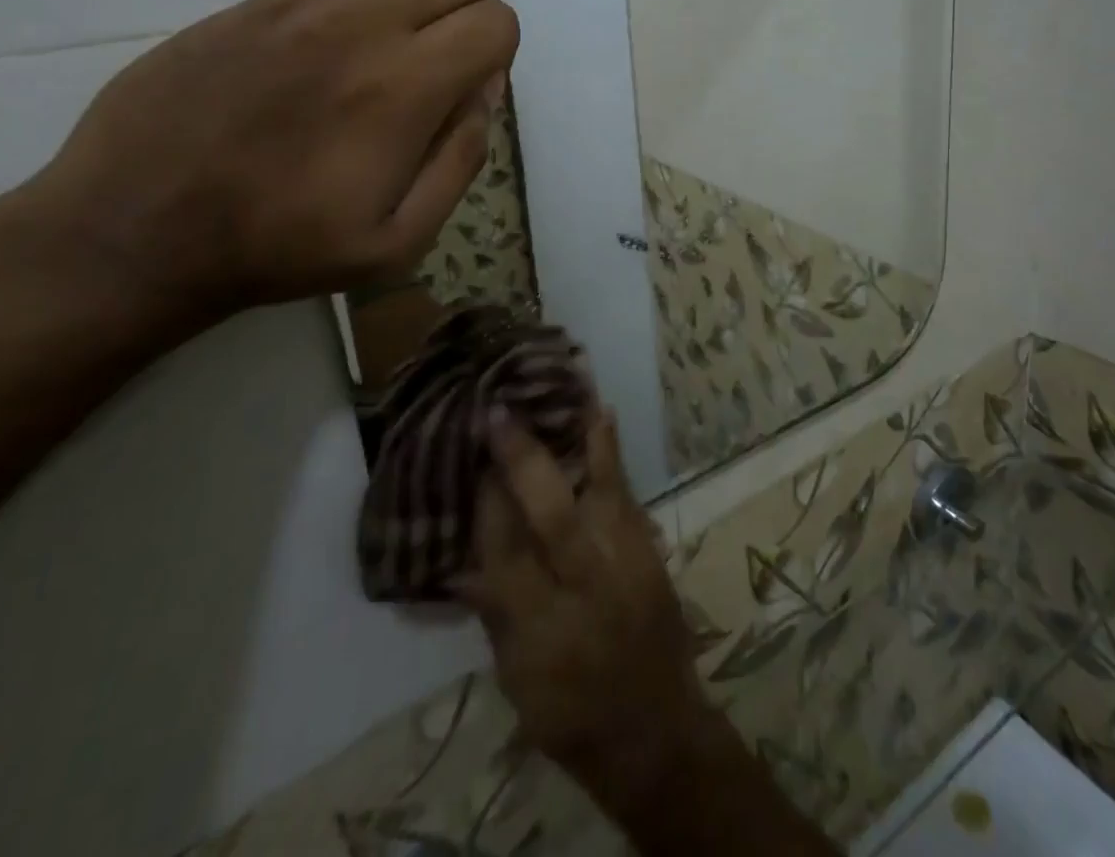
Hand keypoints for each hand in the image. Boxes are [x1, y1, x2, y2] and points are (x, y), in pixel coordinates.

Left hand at [27, 0, 517, 316]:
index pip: (496, 22)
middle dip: (468, 12)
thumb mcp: (397, 242)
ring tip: (398, 23)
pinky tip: (343, 0)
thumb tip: (483, 92)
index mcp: (404, 87)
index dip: (497, 56)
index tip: (465, 90)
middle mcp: (363, 22)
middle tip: (437, 59)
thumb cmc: (278, 244)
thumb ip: (460, 162)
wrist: (140, 225)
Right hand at [461, 410, 720, 818]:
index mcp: (544, 631)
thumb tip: (457, 559)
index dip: (486, 505)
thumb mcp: (517, 680)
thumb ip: (494, 612)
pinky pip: (626, 491)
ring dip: (578, 436)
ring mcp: (626, 562)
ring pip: (600, 490)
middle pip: (552, 515)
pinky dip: (610, 452)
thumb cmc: (573, 717)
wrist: (656, 730)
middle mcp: (587, 587)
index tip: (472, 460)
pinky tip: (601, 414)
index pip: (506, 555)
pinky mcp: (649, 549)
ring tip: (561, 385)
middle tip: (497, 412)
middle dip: (522, 461)